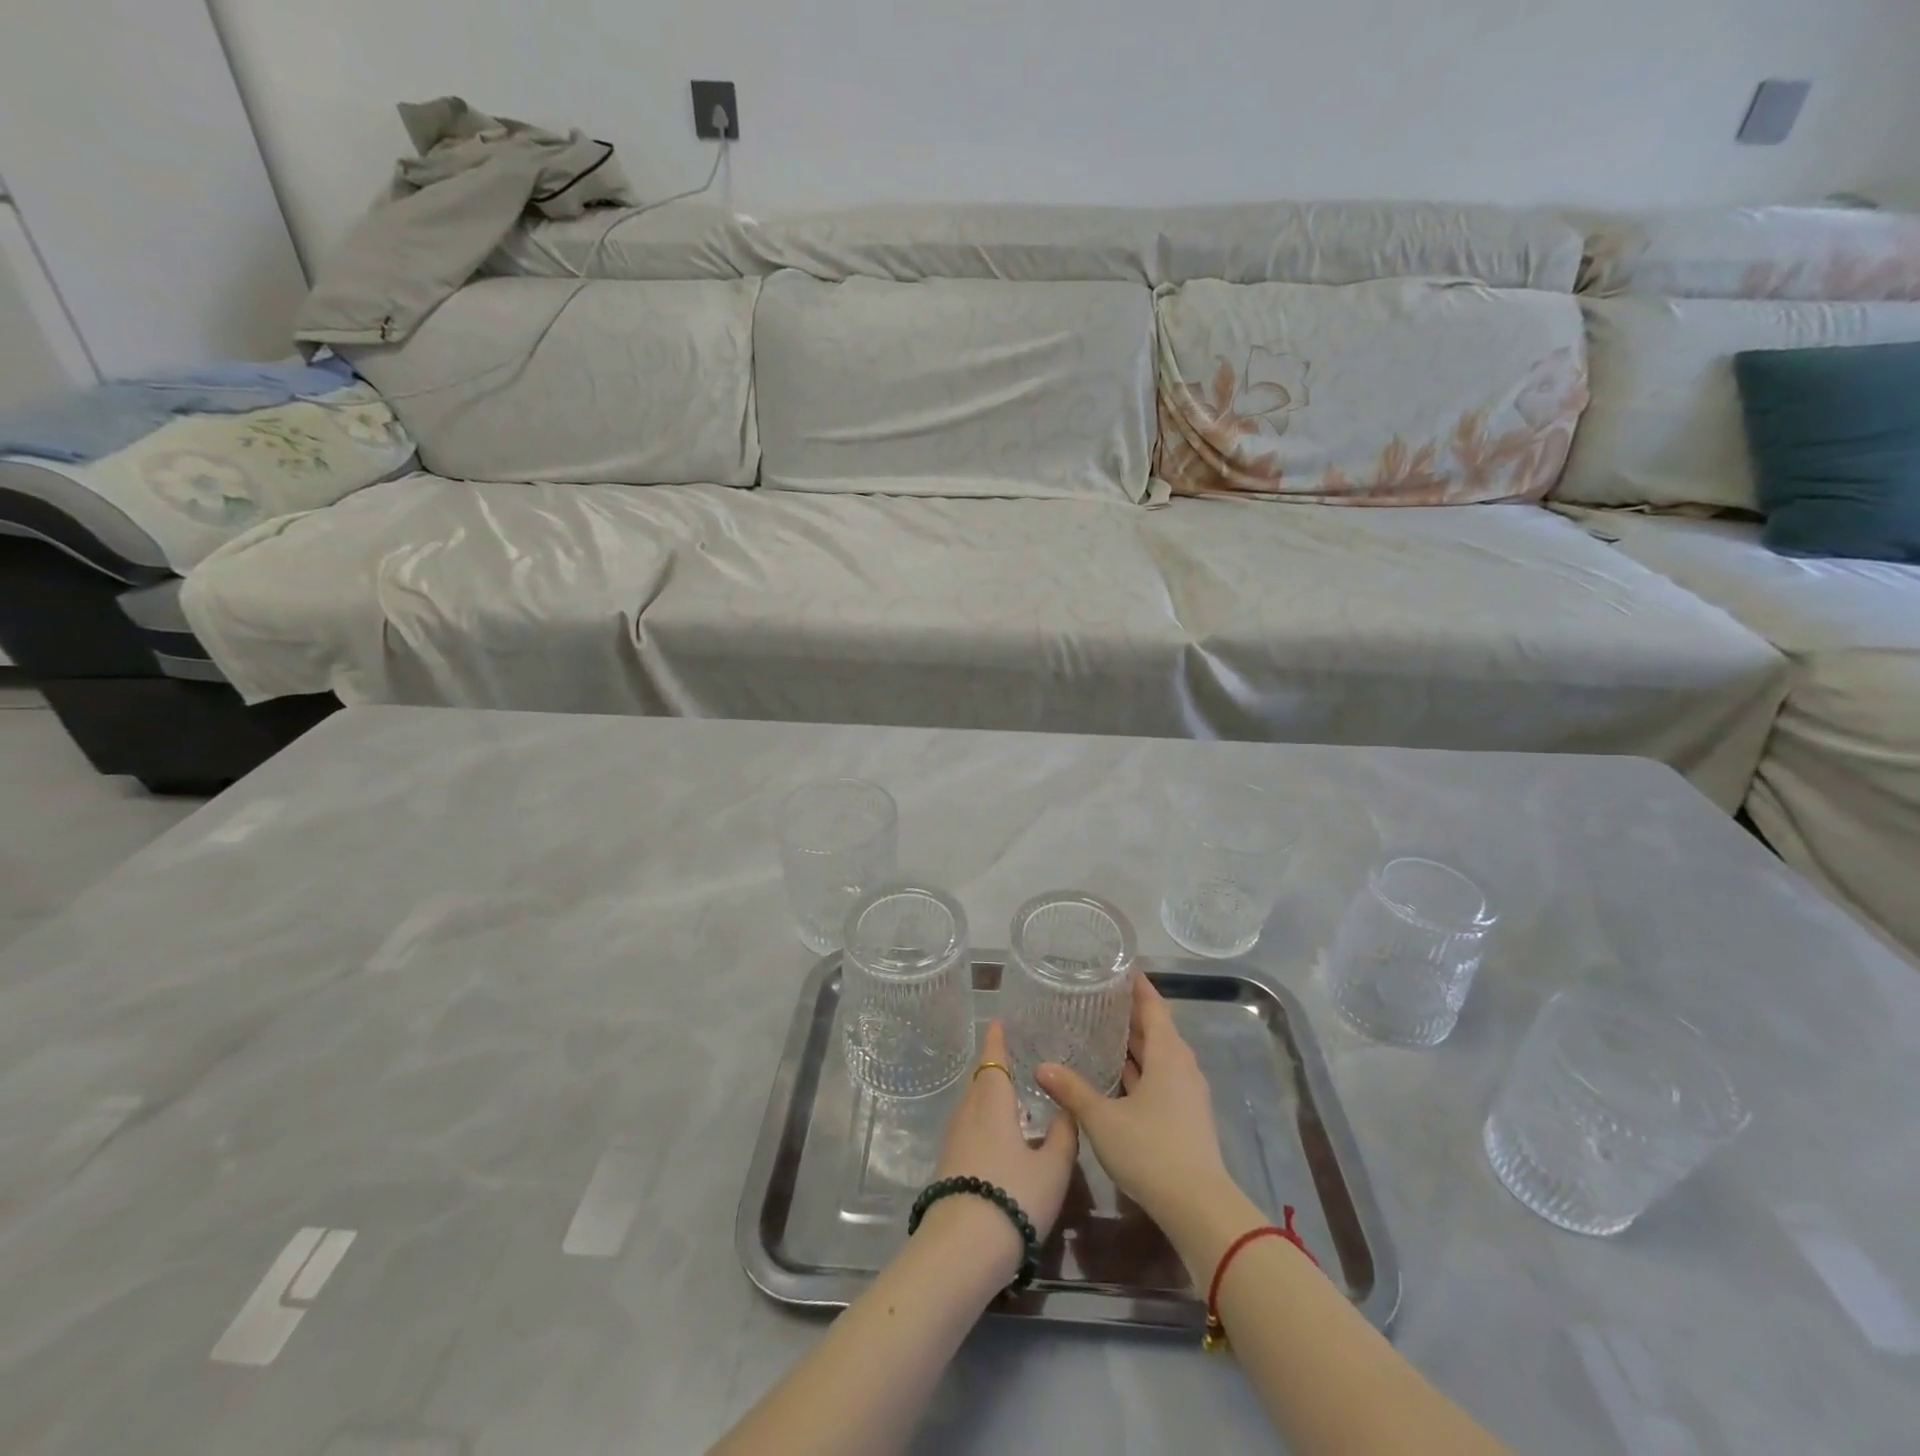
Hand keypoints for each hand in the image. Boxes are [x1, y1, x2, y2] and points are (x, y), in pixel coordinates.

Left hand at [921, 1021, 1078, 1280]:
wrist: (961, 1250)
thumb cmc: (1013, 1197)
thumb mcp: (1052, 1168)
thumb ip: (1063, 1135)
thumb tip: (1067, 1108)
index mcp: (992, 1102)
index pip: (992, 1058)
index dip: (996, 1038)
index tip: (998, 1021)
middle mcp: (968, 1112)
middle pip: (980, 1080)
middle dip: (995, 1066)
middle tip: (1016, 1058)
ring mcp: (954, 1139)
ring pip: (973, 1105)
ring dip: (989, 1095)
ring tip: (1012, 1095)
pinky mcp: (948, 1164)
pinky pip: (968, 1126)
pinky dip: (984, 1119)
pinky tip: (1000, 1135)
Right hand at [1036, 973, 1232, 1229]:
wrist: (1199, 1207)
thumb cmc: (1151, 1150)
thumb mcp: (1103, 1119)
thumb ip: (1072, 1090)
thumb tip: (1041, 1067)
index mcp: (1167, 1054)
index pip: (1153, 1006)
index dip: (1137, 986)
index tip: (1118, 967)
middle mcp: (1181, 1066)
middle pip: (1156, 1028)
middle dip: (1130, 1012)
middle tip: (1098, 996)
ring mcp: (1187, 1092)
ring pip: (1159, 1055)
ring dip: (1134, 1042)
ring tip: (1101, 1029)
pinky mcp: (1185, 1115)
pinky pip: (1160, 1076)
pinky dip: (1139, 1067)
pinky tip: (1116, 1074)